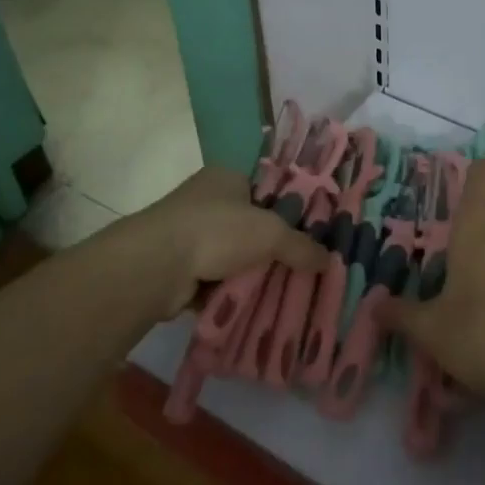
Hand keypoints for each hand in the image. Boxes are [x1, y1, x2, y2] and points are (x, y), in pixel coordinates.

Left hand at [102, 166, 323, 317]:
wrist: (155, 266)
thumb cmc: (216, 230)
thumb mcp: (270, 233)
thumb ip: (300, 246)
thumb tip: (329, 261)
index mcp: (227, 177)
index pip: (267, 188)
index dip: (290, 209)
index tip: (312, 232)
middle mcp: (207, 200)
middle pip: (252, 225)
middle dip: (273, 249)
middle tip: (303, 268)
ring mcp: (190, 234)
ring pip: (234, 256)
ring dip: (251, 274)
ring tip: (283, 292)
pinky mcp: (178, 268)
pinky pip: (215, 281)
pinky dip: (230, 293)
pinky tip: (252, 307)